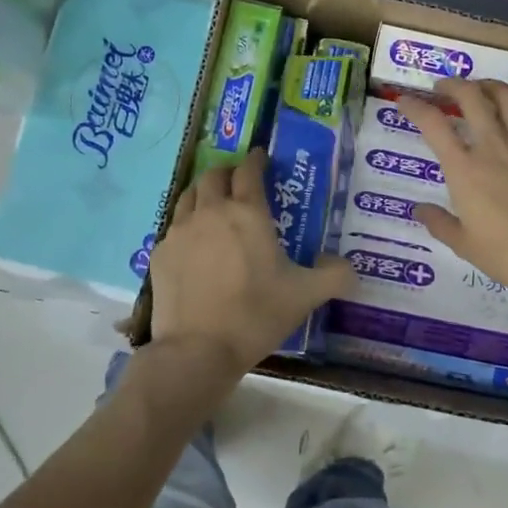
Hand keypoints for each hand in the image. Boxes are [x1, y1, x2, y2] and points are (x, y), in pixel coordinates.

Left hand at [146, 149, 353, 374]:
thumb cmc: (256, 314)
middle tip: (239, 183)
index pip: (249, 171)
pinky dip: (186, 226)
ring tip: (214, 207)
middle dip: (228, 173)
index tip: (262, 158)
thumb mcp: (306, 296)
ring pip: (188, 197)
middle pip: (213, 175)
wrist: (198, 349)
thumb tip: (348, 268)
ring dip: (204, 194)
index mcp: (247, 213)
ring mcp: (179, 232)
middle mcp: (210, 212)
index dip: (257, 160)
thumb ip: (335, 276)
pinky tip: (194, 246)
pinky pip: (173, 228)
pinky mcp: (159, 254)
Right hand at [394, 80, 507, 301]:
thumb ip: (439, 223)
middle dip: (452, 85)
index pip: (433, 124)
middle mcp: (493, 145)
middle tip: (443, 89)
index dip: (414, 107)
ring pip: (507, 96)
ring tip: (480, 89)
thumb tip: (420, 209)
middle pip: (470, 96)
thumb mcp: (464, 245)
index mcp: (464, 169)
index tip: (405, 101)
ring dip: (488, 86)